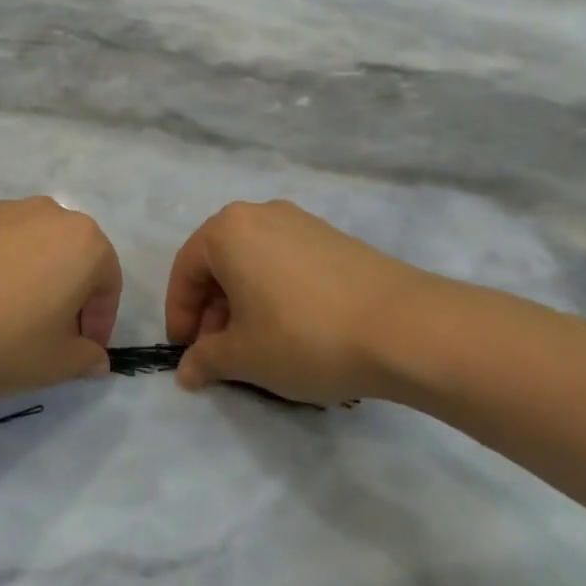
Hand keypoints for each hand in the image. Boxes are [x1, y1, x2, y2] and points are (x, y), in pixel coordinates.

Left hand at [0, 198, 118, 395]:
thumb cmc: (1, 336)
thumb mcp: (53, 364)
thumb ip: (85, 359)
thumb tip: (96, 357)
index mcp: (84, 242)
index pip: (108, 284)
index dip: (99, 323)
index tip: (80, 352)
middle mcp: (49, 213)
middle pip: (70, 258)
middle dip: (65, 295)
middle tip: (47, 335)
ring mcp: (3, 208)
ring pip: (30, 246)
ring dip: (28, 277)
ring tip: (3, 316)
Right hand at [166, 200, 463, 406]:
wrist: (405, 327)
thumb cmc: (304, 336)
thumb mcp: (244, 357)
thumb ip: (205, 360)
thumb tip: (186, 371)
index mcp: (227, 230)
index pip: (186, 270)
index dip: (180, 315)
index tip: (186, 353)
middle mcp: (260, 214)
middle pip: (220, 263)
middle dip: (213, 311)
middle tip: (220, 353)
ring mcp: (302, 222)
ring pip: (255, 262)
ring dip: (244, 303)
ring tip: (258, 346)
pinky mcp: (334, 238)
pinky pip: (287, 262)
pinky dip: (276, 292)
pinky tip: (294, 330)